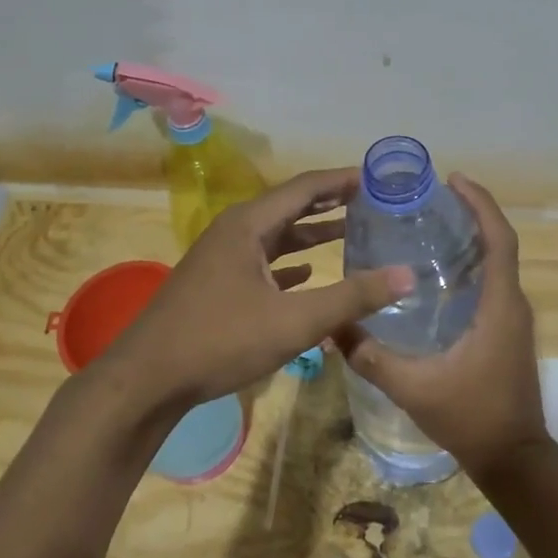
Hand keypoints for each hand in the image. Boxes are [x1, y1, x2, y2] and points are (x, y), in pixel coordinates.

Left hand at [94, 168, 414, 416]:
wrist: (148, 378)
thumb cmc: (220, 340)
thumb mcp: (294, 321)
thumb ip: (352, 298)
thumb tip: (409, 275)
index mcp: (248, 225)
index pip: (304, 188)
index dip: (342, 180)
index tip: (378, 178)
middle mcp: (234, 232)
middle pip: (290, 207)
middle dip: (330, 203)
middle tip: (372, 202)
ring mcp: (222, 259)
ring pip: (275, 237)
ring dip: (311, 234)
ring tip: (351, 232)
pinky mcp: (217, 285)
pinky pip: (262, 262)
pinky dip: (289, 263)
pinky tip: (309, 273)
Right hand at [334, 174, 553, 483]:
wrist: (514, 459)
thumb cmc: (471, 418)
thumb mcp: (413, 387)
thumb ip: (370, 356)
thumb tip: (330, 328)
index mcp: (499, 306)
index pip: (500, 239)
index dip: (481, 204)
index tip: (453, 180)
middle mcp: (513, 304)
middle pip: (498, 244)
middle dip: (470, 215)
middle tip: (427, 201)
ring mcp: (513, 319)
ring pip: (496, 265)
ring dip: (471, 240)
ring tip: (426, 227)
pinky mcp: (508, 333)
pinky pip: (491, 285)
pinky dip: (470, 267)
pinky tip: (435, 277)